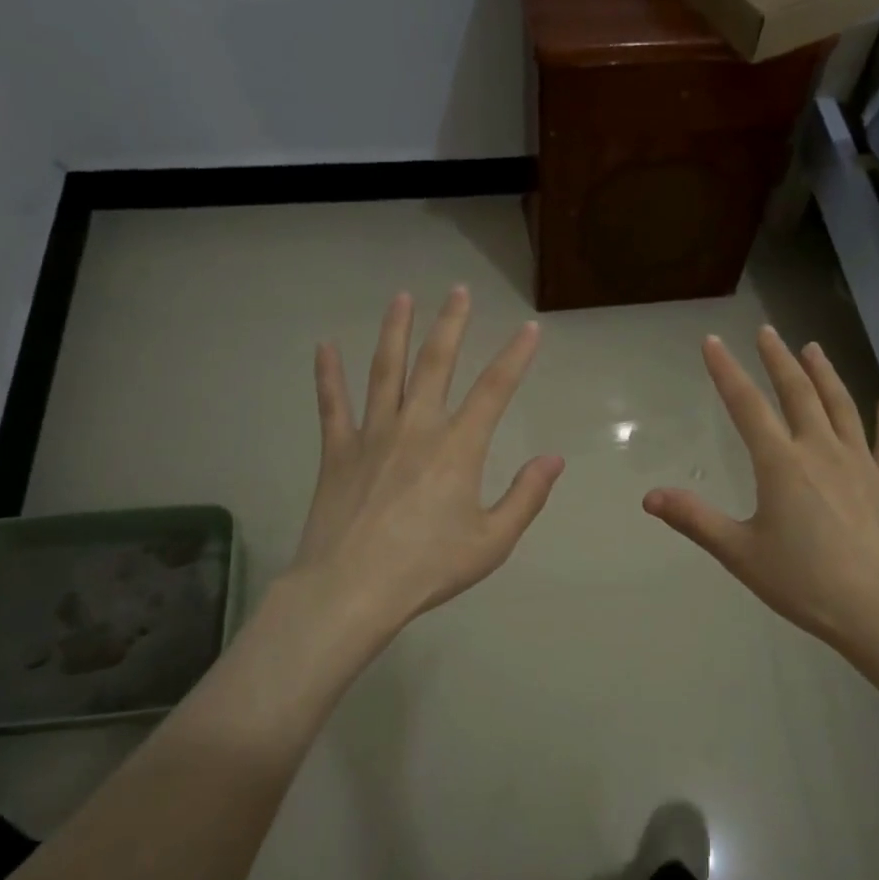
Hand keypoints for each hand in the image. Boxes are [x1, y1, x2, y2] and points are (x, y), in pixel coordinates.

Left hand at [283, 287, 564, 651]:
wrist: (352, 589)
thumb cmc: (429, 568)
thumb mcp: (493, 541)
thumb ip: (526, 496)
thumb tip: (554, 458)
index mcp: (458, 448)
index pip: (495, 390)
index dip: (515, 356)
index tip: (529, 329)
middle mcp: (416, 427)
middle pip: (436, 364)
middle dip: (451, 325)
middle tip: (458, 291)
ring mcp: (372, 435)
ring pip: (385, 371)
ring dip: (395, 331)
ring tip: (402, 298)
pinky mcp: (337, 451)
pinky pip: (332, 404)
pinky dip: (328, 374)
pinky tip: (324, 346)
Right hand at [643, 327, 878, 668]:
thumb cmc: (806, 583)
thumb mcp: (740, 554)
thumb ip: (695, 520)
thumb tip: (649, 496)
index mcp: (781, 464)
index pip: (747, 406)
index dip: (727, 371)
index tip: (713, 341)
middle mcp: (821, 451)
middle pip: (797, 394)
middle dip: (778, 360)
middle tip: (767, 332)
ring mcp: (861, 464)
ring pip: (841, 407)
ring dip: (825, 374)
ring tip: (813, 348)